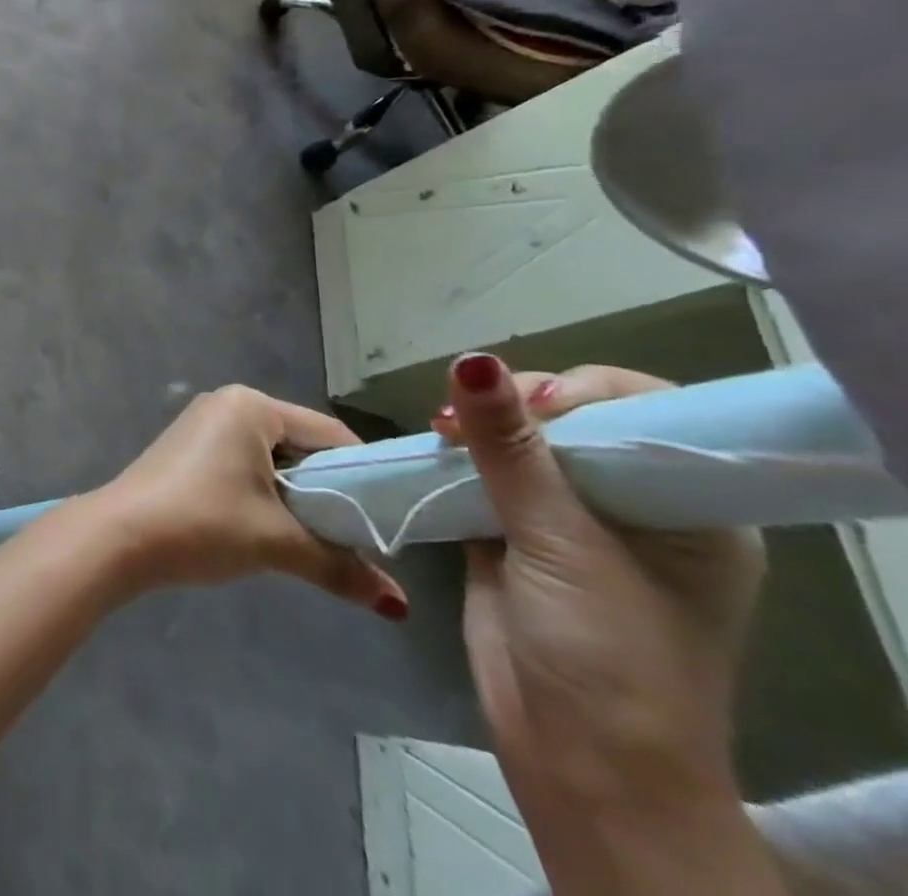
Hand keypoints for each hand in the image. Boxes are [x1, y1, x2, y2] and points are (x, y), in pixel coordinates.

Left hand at [92, 384, 408, 618]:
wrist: (121, 536)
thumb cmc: (204, 523)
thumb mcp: (277, 543)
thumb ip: (340, 568)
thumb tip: (398, 605)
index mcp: (252, 406)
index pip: (330, 434)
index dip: (365, 476)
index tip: (391, 519)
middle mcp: (228, 404)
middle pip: (301, 445)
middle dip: (330, 491)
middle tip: (358, 539)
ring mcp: (204, 424)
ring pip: (272, 458)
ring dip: (297, 498)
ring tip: (322, 542)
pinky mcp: (189, 449)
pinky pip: (245, 463)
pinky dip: (266, 493)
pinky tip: (276, 530)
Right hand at [440, 356, 765, 813]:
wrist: (577, 760)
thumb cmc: (607, 654)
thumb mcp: (561, 542)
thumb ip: (511, 447)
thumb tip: (472, 360)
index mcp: (685, 508)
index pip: (642, 411)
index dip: (585, 391)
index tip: (530, 401)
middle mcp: (632, 505)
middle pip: (572, 419)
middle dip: (517, 404)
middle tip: (465, 415)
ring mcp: (570, 521)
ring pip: (520, 443)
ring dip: (477, 428)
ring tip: (440, 428)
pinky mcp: (515, 534)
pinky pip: (484, 473)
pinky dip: (457, 456)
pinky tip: (433, 447)